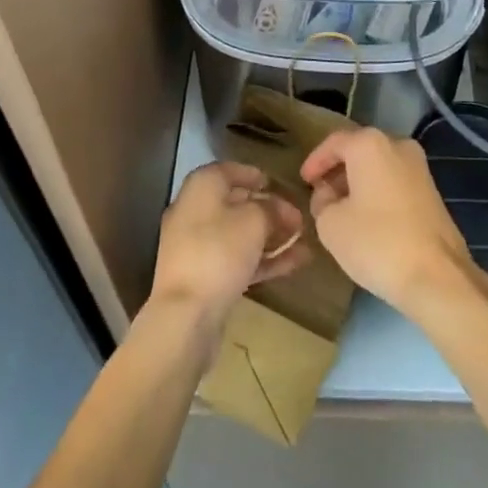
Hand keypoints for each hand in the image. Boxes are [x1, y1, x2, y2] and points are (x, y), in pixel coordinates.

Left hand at [149, 161, 307, 332]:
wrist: (184, 317)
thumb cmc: (219, 251)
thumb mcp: (254, 221)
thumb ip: (272, 209)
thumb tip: (281, 208)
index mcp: (202, 186)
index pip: (232, 171)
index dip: (257, 176)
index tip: (280, 185)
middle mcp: (195, 211)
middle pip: (237, 205)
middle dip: (270, 212)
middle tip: (298, 219)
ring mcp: (197, 247)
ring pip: (239, 236)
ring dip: (271, 238)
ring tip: (303, 242)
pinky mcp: (203, 278)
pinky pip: (236, 261)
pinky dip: (262, 260)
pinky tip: (294, 263)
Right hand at [299, 127, 485, 315]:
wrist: (437, 276)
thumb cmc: (377, 242)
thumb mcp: (331, 225)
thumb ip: (322, 202)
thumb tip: (328, 195)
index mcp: (370, 144)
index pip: (334, 142)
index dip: (315, 161)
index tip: (303, 181)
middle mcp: (397, 144)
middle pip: (359, 150)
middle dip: (338, 171)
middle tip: (321, 195)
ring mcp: (419, 166)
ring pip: (379, 166)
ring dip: (358, 183)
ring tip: (342, 210)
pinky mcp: (432, 190)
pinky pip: (395, 181)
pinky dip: (378, 192)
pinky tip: (368, 219)